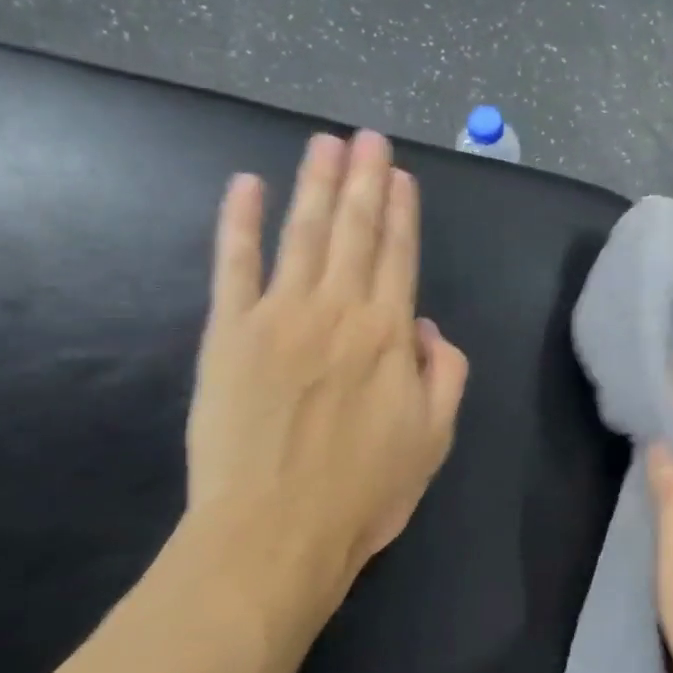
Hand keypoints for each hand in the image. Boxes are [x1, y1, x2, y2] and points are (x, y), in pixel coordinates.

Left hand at [183, 130, 468, 617]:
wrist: (273, 535)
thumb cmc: (363, 494)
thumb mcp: (435, 439)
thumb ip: (445, 374)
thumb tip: (428, 327)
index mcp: (390, 335)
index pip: (399, 257)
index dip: (402, 213)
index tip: (401, 175)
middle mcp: (338, 311)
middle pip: (355, 231)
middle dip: (364, 179)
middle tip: (367, 137)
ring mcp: (279, 316)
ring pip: (303, 234)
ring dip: (315, 185)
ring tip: (324, 144)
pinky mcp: (227, 333)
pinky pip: (234, 265)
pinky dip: (239, 222)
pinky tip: (246, 186)